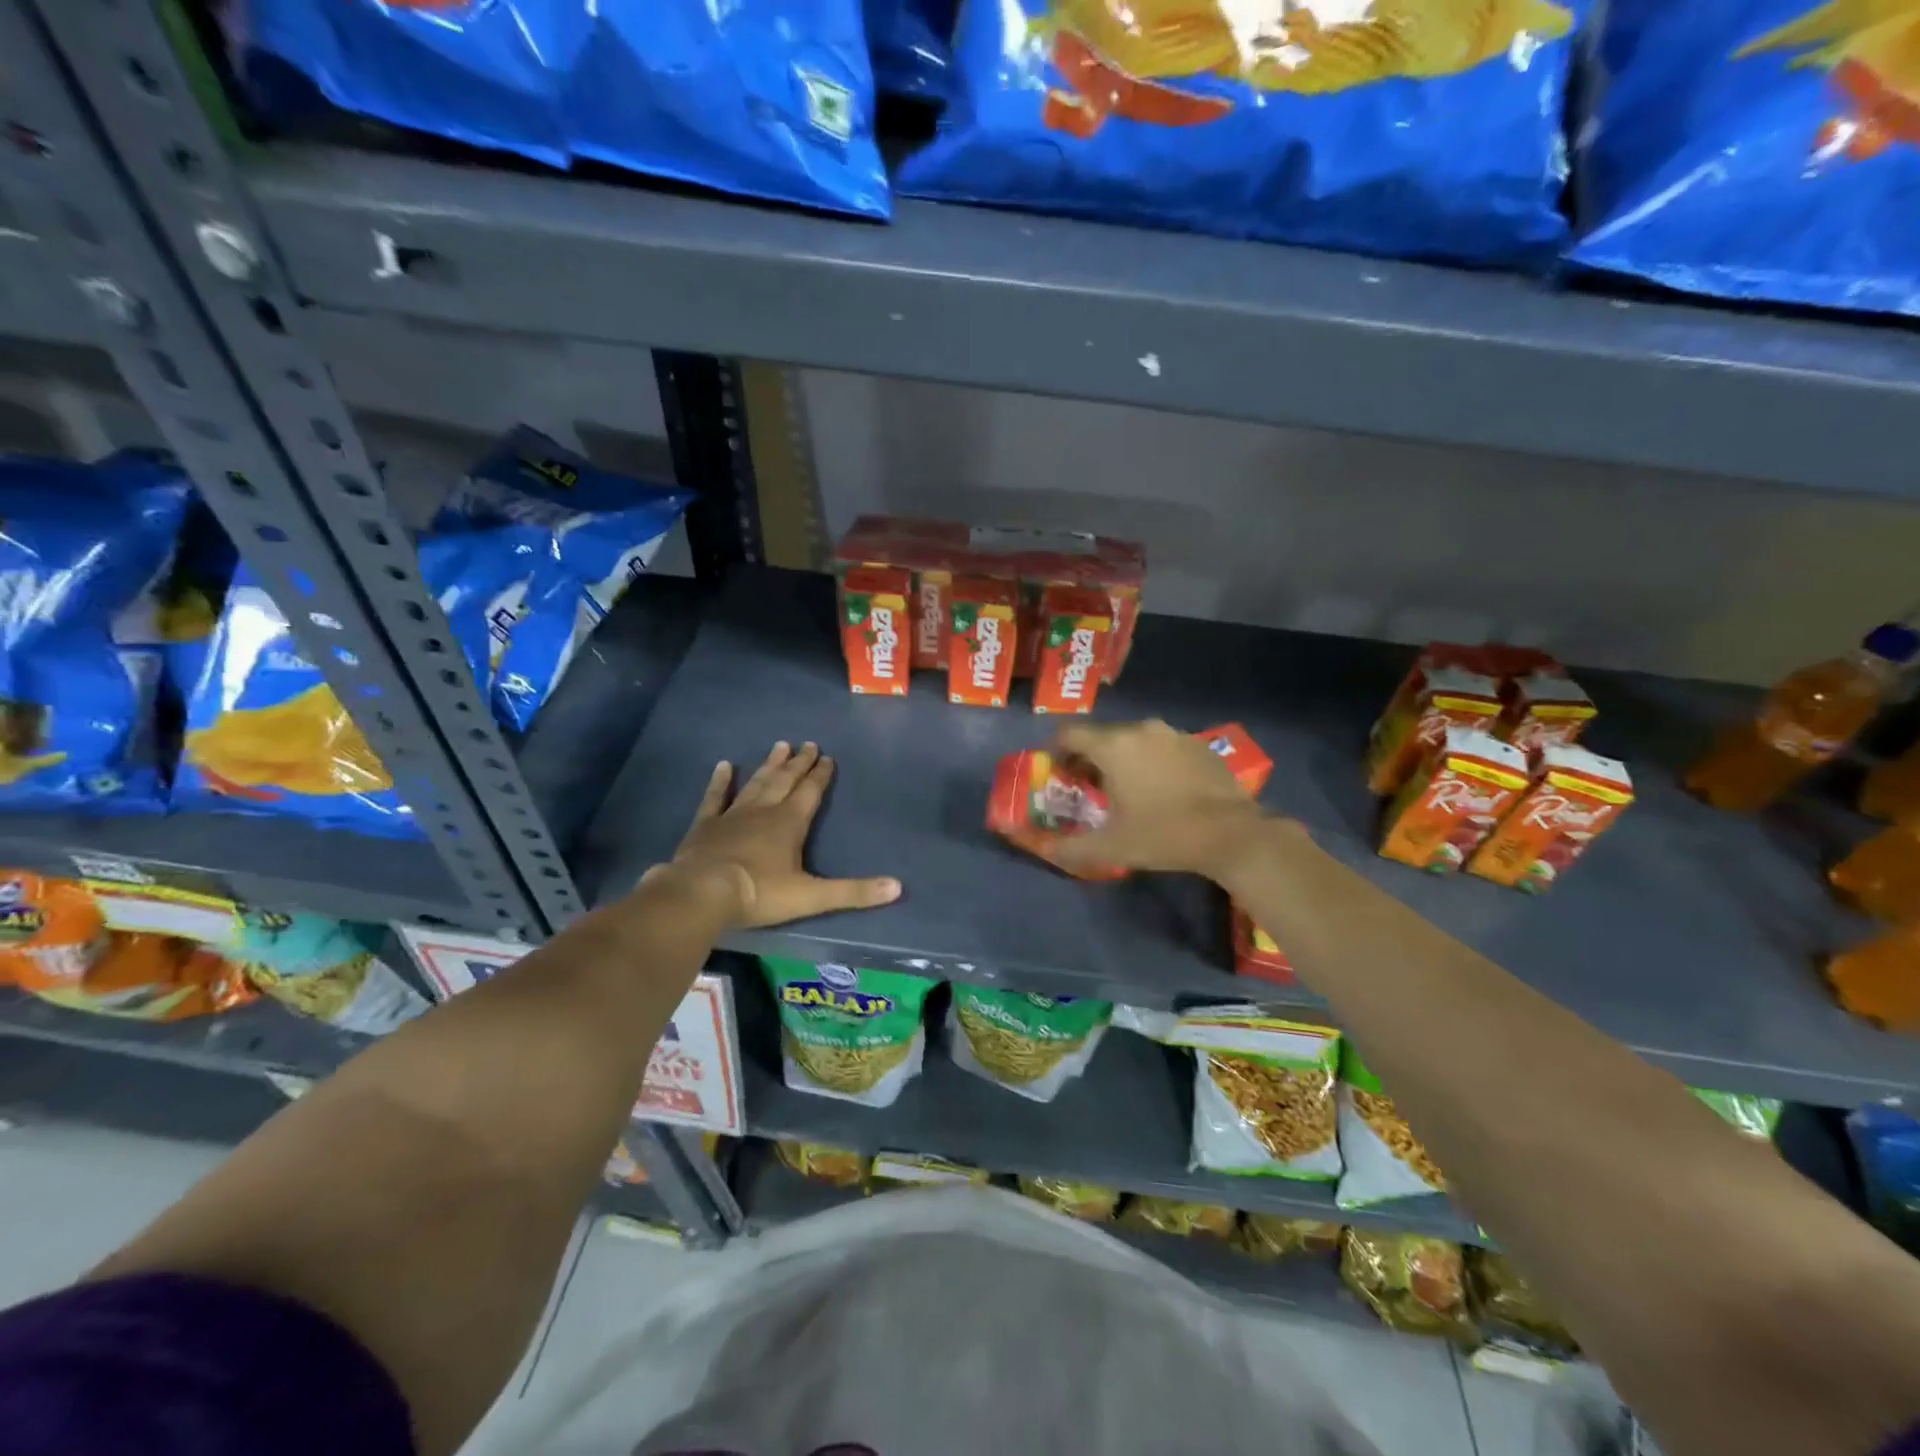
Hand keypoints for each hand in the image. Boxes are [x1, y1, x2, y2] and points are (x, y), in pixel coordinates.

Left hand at [644, 741, 899, 927]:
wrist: (702, 894)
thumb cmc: (759, 893)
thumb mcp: (812, 897)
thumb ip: (853, 892)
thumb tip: (897, 887)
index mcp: (790, 823)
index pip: (811, 792)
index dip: (821, 775)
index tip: (828, 758)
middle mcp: (764, 811)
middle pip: (785, 781)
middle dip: (799, 763)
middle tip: (808, 745)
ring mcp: (732, 815)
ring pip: (756, 783)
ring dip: (770, 766)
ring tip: (779, 746)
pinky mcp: (705, 825)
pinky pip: (715, 797)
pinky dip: (721, 781)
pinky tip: (724, 766)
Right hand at [1047, 720, 1272, 880]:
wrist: (1232, 834)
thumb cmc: (1164, 835)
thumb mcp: (1110, 848)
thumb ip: (1069, 848)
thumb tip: (1043, 849)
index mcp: (1113, 746)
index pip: (1069, 734)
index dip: (1056, 751)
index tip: (1057, 774)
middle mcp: (1141, 730)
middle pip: (1102, 737)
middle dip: (1089, 759)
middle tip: (1088, 789)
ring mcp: (1173, 734)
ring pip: (1134, 741)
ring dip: (1122, 759)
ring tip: (1126, 791)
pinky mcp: (1198, 745)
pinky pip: (1162, 747)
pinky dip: (1151, 761)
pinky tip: (1161, 790)